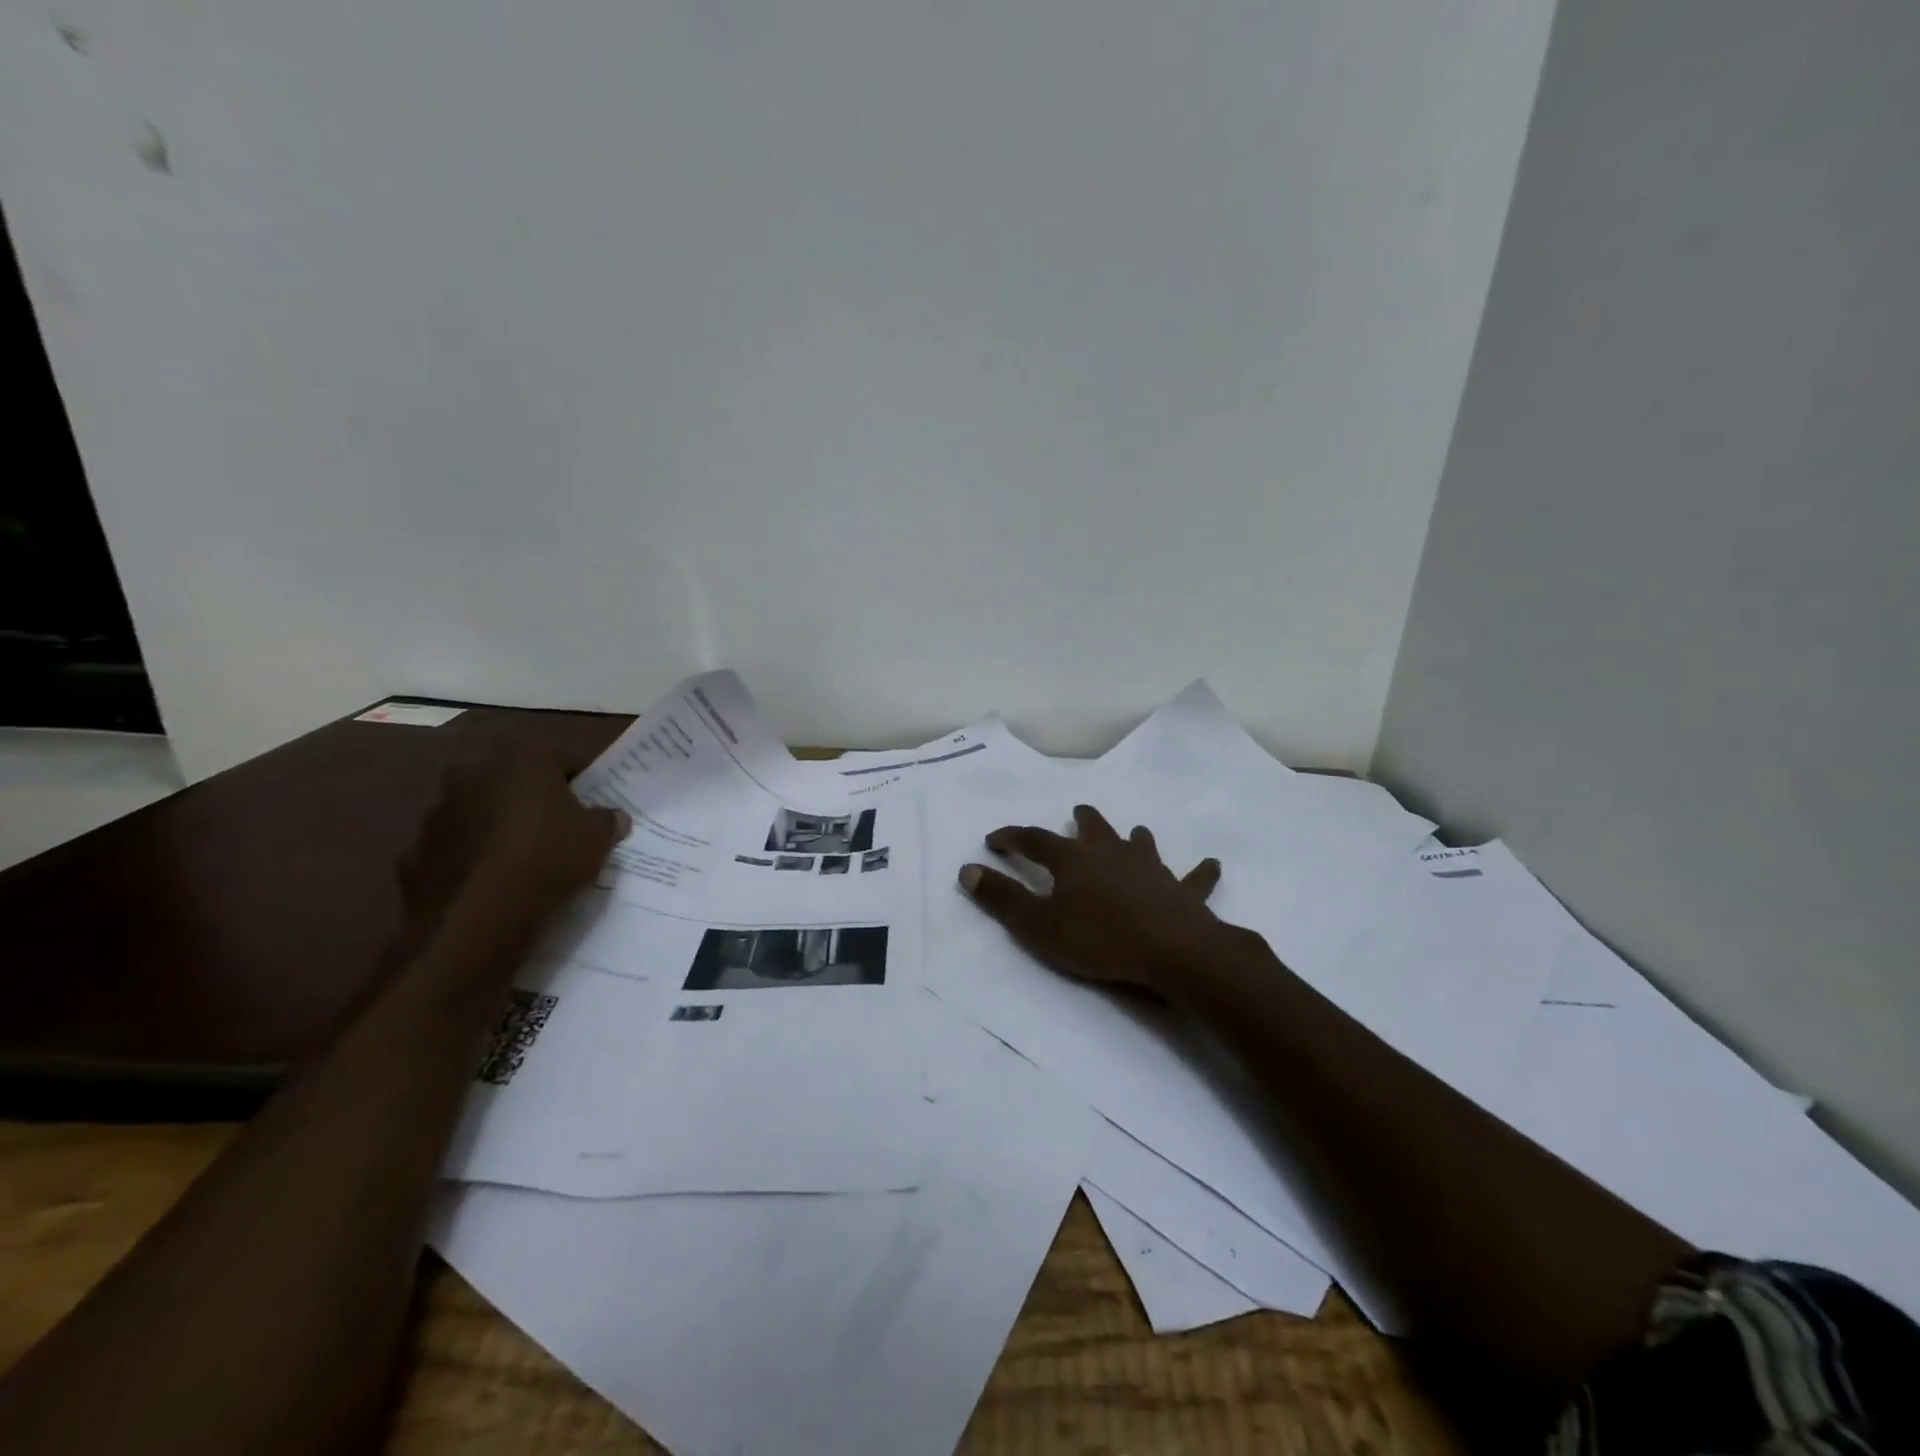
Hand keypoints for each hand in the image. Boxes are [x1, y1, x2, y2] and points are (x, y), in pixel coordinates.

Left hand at [399, 746, 628, 937]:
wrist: (477, 918)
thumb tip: (611, 817)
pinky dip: (473, 855)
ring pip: (481, 808)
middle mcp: (473, 772)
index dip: (586, 781)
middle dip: (536, 796)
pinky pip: (456, 845)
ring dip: (500, 822)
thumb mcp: (598, 838)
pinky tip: (493, 878)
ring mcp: (437, 811)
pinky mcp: (416, 850)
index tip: (598, 804)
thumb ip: (607, 820)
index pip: (566, 757)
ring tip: (526, 854)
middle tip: (561, 823)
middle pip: (517, 778)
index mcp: (521, 758)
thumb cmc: (548, 859)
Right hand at [958, 804, 1227, 995]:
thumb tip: (967, 870)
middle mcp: (1111, 852)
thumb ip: (1002, 898)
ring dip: (1133, 837)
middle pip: (1093, 828)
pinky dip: (1201, 871)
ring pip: (1140, 842)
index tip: (994, 840)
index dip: (1012, 837)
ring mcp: (1150, 868)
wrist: (1172, 951)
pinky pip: (1194, 877)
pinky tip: (1212, 864)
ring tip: (1134, 833)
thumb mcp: (1038, 925)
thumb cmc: (1099, 938)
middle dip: (1081, 820)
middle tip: (1077, 813)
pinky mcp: (1182, 889)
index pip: (1034, 839)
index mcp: (1073, 859)